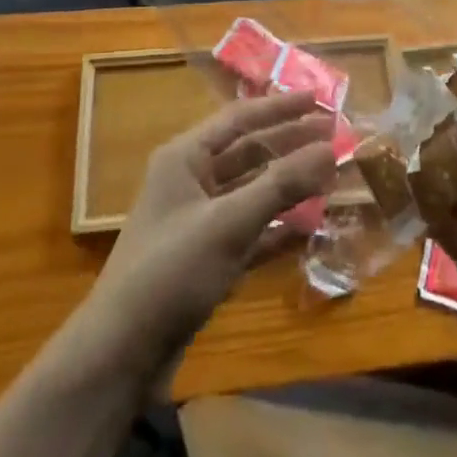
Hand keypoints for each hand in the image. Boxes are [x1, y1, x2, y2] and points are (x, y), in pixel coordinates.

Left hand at [86, 91, 336, 372]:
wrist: (121, 356)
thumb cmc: (171, 271)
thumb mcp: (229, 223)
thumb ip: (281, 184)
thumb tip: (329, 148)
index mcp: (185, 158)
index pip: (239, 119)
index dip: (280, 108)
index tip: (318, 100)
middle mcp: (191, 181)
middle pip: (248, 152)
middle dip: (289, 144)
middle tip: (334, 136)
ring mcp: (199, 221)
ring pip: (252, 191)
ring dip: (288, 185)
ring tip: (329, 175)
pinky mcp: (207, 258)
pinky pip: (250, 230)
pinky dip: (278, 226)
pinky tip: (310, 226)